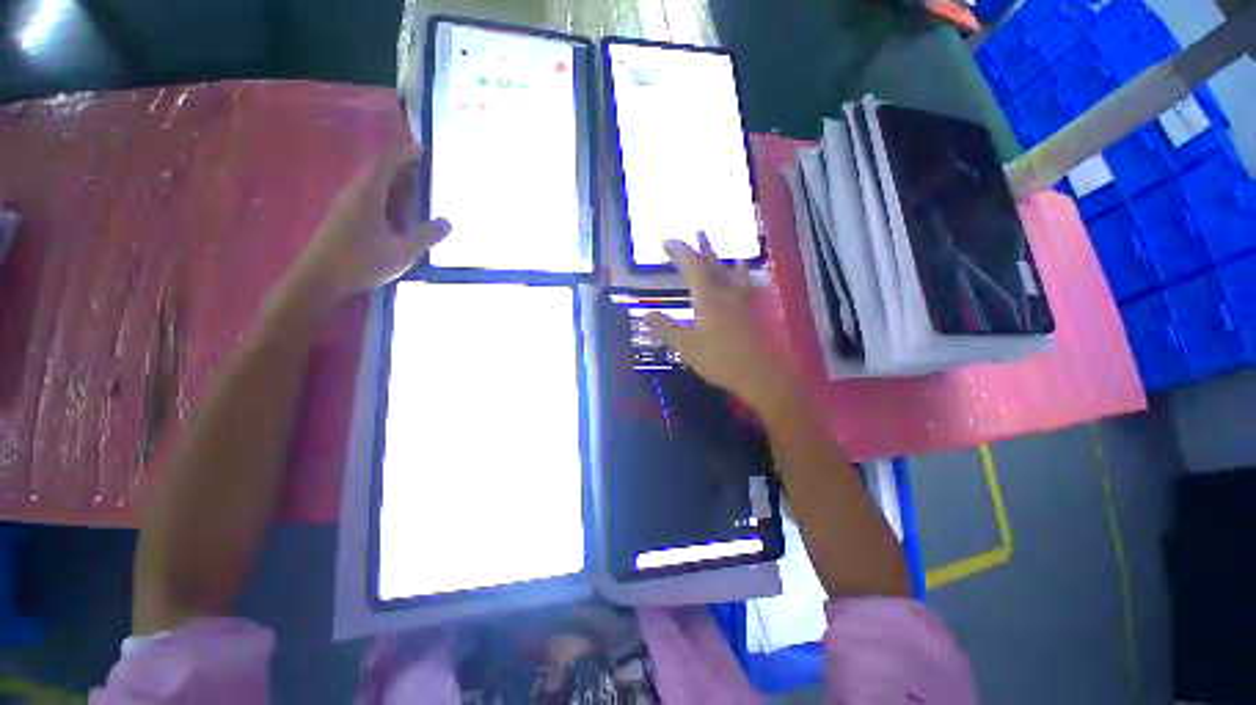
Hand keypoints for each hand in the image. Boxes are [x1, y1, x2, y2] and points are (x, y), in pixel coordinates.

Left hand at [284, 144, 450, 307]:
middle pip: (379, 171)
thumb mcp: (402, 251)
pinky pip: (370, 199)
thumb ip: (426, 235)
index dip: (404, 153)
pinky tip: (399, 212)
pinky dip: (387, 197)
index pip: (386, 163)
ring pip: (374, 186)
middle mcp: (355, 194)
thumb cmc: (361, 261)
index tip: (422, 149)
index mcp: (368, 194)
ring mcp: (347, 207)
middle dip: (402, 167)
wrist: (319, 279)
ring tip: (417, 189)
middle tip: (425, 170)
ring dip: (395, 183)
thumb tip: (447, 222)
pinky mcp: (345, 220)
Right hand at [645, 234, 796, 414]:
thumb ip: (666, 328)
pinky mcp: (751, 306)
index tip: (667, 241)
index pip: (691, 266)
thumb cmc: (719, 360)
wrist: (759, 373)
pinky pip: (743, 281)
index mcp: (707, 297)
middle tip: (684, 237)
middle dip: (695, 249)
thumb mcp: (686, 346)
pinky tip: (741, 265)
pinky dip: (739, 270)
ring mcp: (741, 298)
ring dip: (714, 254)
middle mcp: (725, 291)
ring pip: (725, 268)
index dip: (679, 251)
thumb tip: (645, 313)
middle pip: (708, 263)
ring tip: (706, 238)